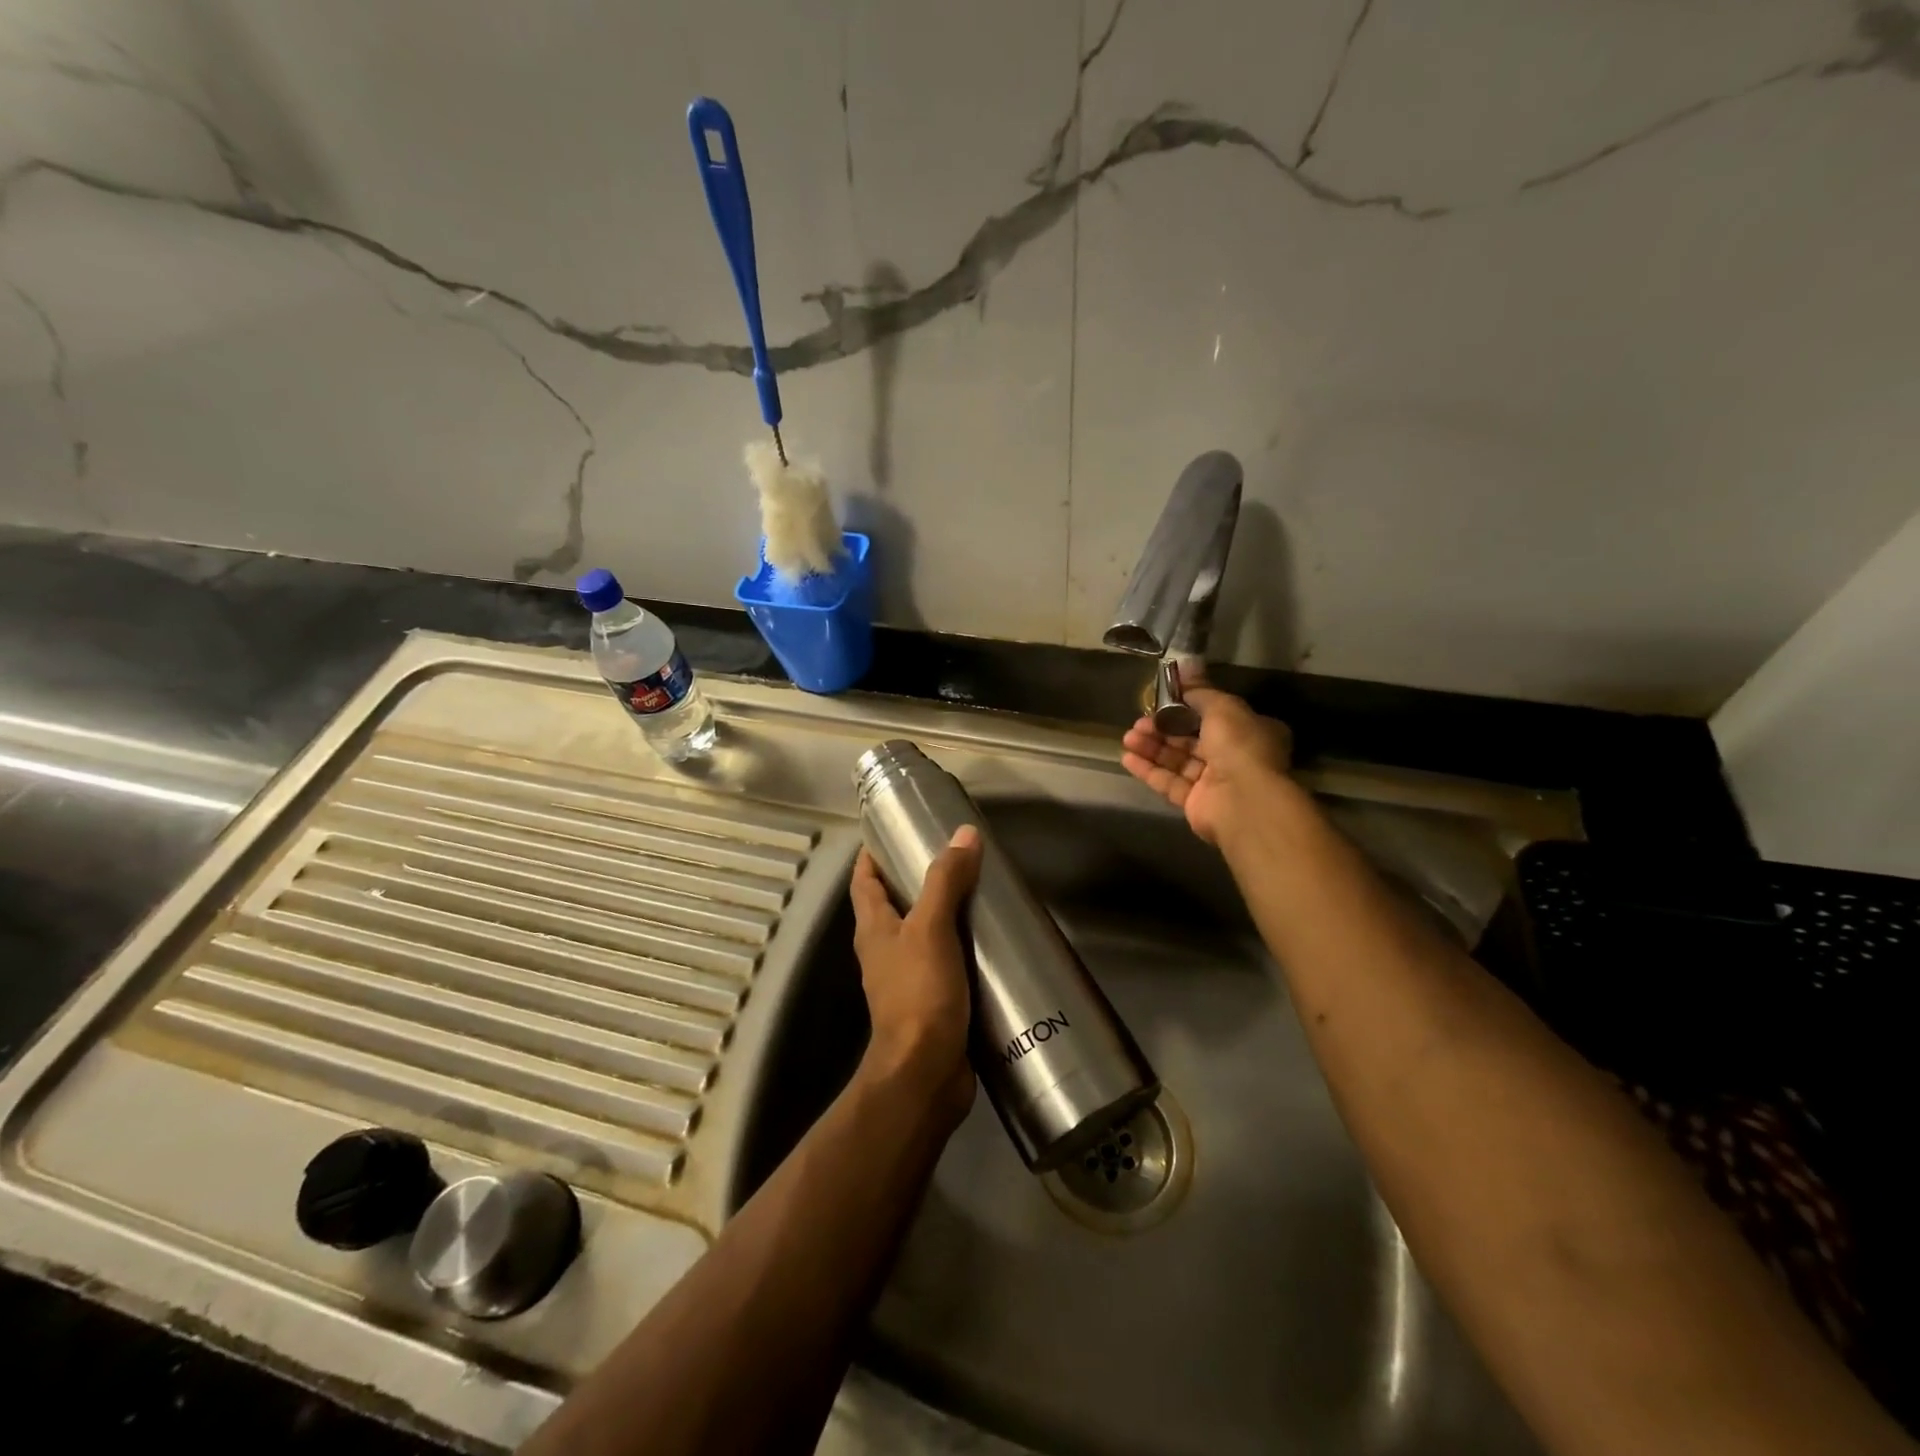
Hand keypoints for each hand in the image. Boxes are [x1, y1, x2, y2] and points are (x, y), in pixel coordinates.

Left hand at [849, 825, 982, 1126]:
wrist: (925, 1073)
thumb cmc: (919, 994)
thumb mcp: (931, 929)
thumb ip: (945, 881)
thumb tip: (964, 833)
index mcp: (873, 929)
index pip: (863, 881)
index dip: (872, 854)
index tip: (895, 831)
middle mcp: (884, 951)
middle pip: (892, 905)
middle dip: (914, 879)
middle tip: (952, 856)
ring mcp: (906, 979)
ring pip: (921, 934)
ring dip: (942, 913)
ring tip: (977, 891)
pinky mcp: (931, 1001)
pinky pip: (944, 962)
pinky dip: (960, 946)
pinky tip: (988, 940)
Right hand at [1121, 687, 1292, 844]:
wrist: (1243, 800)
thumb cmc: (1239, 746)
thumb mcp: (1222, 707)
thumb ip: (1199, 689)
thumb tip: (1187, 663)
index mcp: (1250, 731)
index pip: (1214, 715)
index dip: (1186, 708)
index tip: (1160, 701)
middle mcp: (1235, 756)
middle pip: (1191, 739)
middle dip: (1163, 729)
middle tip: (1138, 723)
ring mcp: (1215, 782)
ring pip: (1178, 760)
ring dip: (1152, 748)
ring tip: (1128, 738)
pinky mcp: (1196, 803)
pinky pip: (1169, 782)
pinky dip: (1149, 770)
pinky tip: (1127, 758)